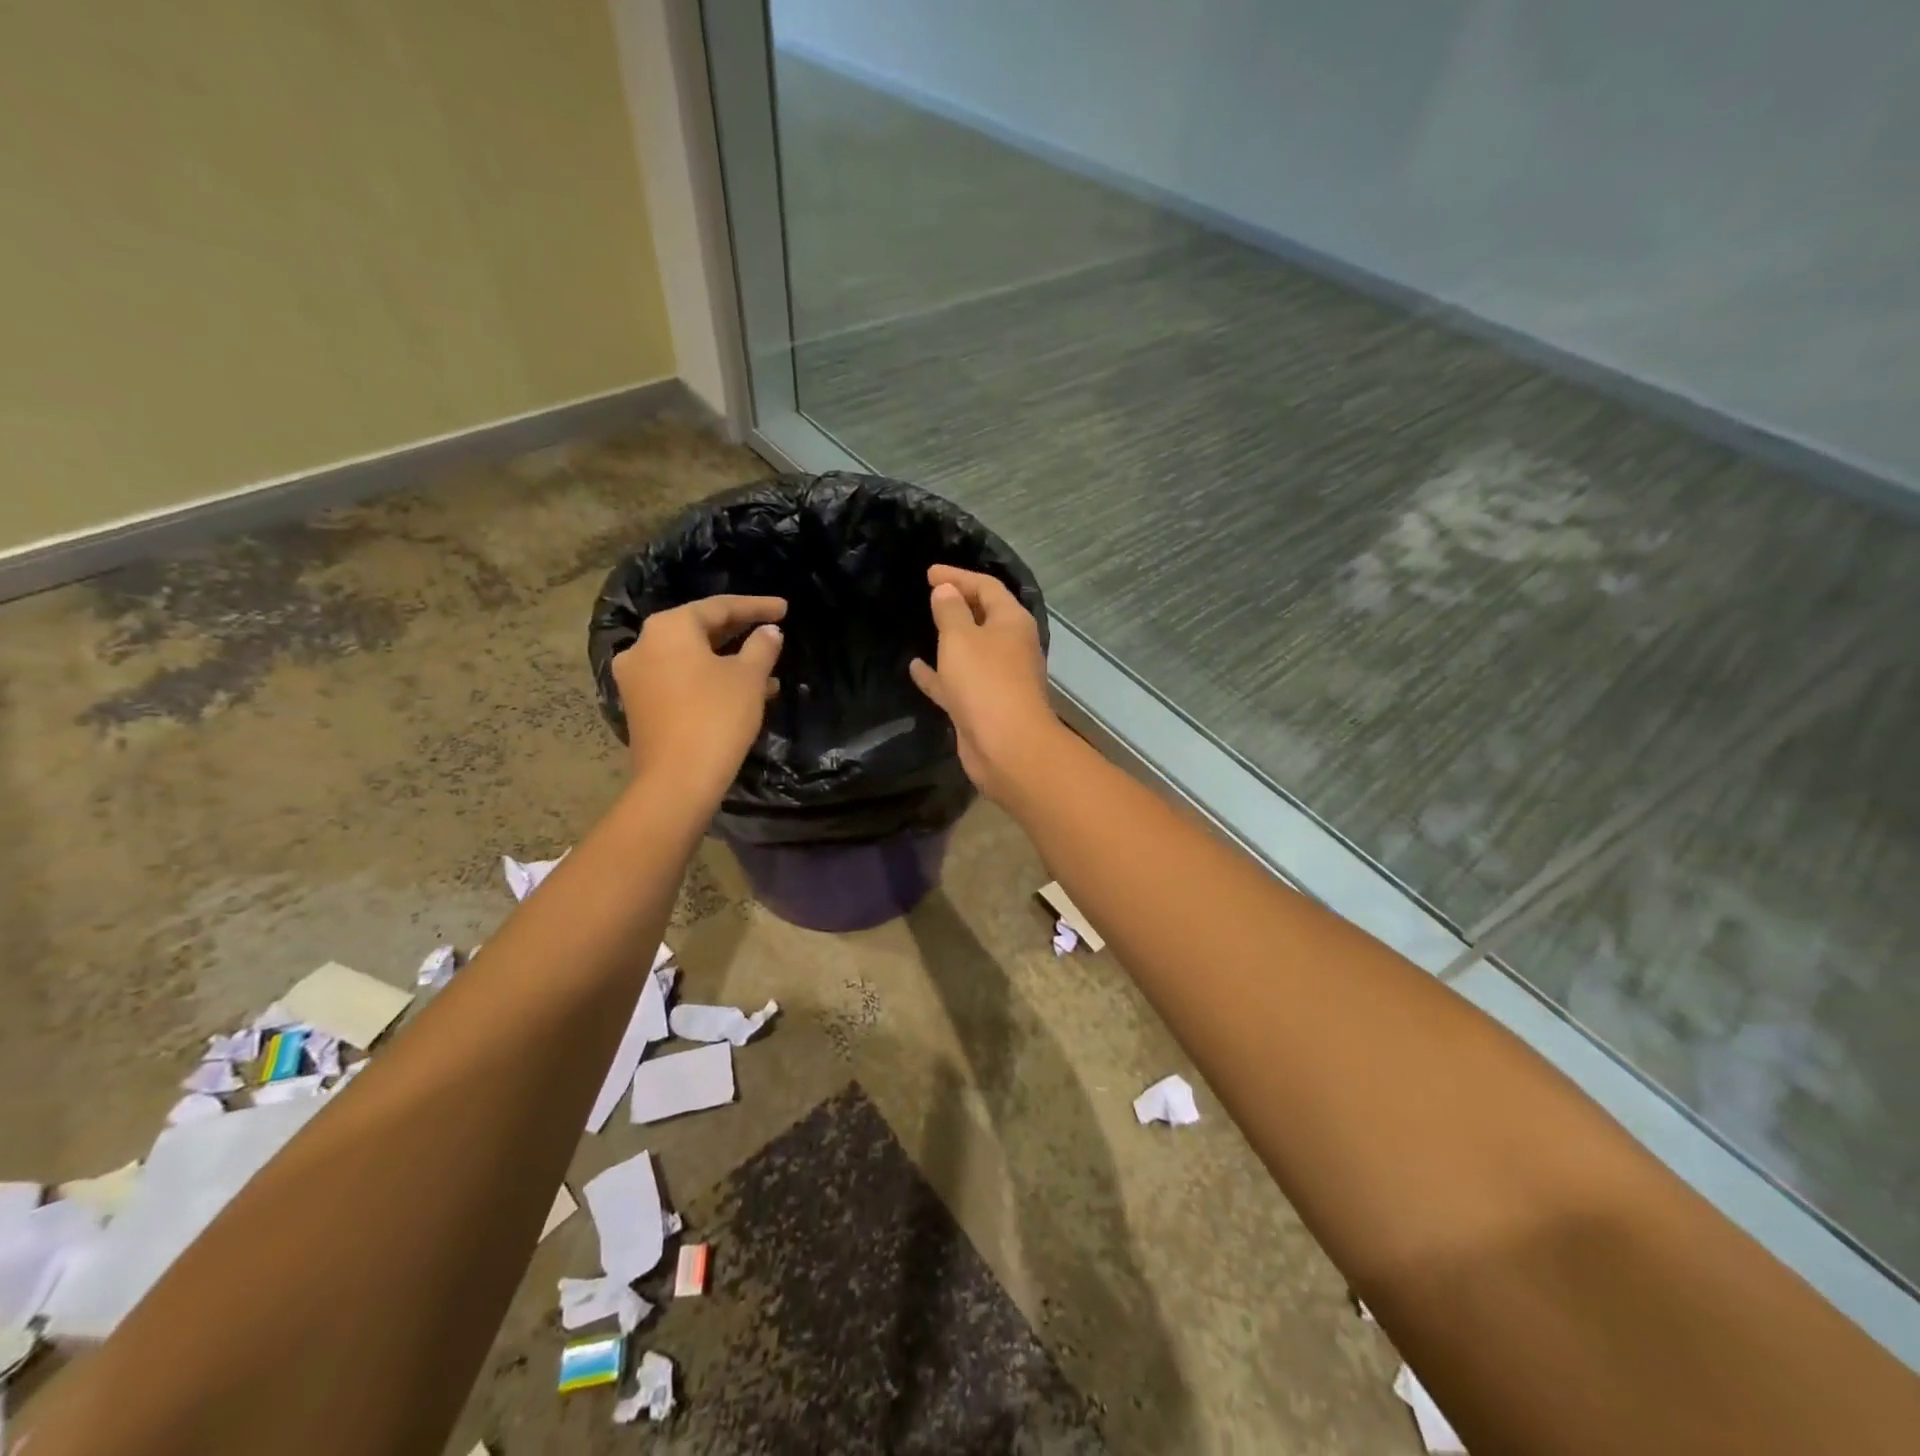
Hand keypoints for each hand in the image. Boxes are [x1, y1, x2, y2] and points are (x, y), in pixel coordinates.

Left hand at [611, 595, 785, 796]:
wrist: (678, 780)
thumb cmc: (717, 717)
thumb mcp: (749, 678)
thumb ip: (762, 647)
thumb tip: (769, 632)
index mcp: (669, 628)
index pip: (719, 607)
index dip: (756, 607)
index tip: (785, 609)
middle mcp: (644, 645)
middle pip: (699, 630)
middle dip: (739, 632)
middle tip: (771, 630)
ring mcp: (636, 677)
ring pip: (691, 658)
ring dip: (728, 660)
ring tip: (767, 669)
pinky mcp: (640, 705)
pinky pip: (680, 680)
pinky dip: (709, 680)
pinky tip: (743, 693)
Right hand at [908, 566, 1061, 802]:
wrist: (1006, 746)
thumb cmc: (985, 682)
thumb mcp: (961, 637)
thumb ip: (950, 610)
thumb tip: (946, 590)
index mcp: (1012, 622)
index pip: (987, 587)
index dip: (958, 576)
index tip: (929, 573)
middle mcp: (1010, 647)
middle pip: (983, 617)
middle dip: (957, 605)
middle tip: (928, 595)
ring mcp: (998, 679)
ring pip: (971, 651)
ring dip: (949, 639)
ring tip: (921, 627)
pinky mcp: (983, 706)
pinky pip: (958, 682)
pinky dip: (939, 674)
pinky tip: (915, 668)